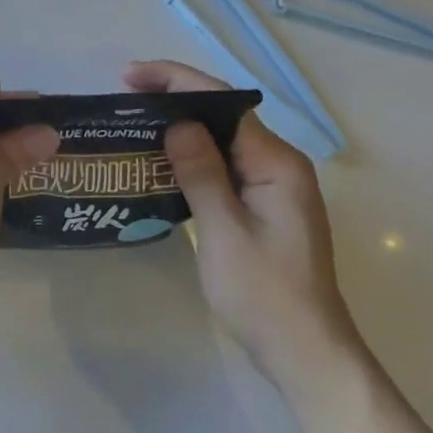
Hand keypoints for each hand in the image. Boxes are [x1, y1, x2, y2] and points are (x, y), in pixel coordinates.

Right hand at [125, 60, 365, 393]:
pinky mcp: (263, 204)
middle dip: (174, 98)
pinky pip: (223, 165)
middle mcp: (278, 163)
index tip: (130, 76)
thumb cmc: (265, 295)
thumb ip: (201, 172)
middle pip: (222, 114)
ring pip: (221, 139)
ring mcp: (272, 185)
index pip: (222, 102)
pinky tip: (161, 161)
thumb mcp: (224, 232)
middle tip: (124, 98)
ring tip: (134, 122)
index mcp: (275, 162)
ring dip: (181, 127)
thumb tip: (176, 123)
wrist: (308, 356)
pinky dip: (191, 156)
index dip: (175, 80)